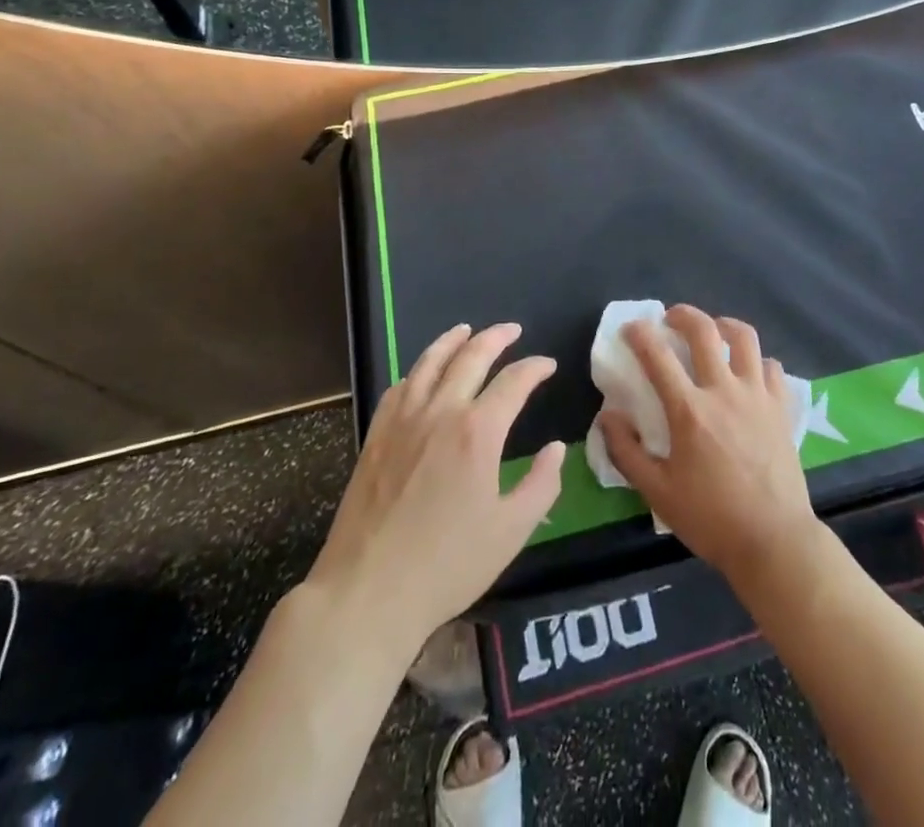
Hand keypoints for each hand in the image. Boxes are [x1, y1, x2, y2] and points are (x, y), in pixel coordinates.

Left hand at [306, 323, 563, 656]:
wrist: (367, 592)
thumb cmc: (447, 566)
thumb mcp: (511, 532)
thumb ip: (541, 484)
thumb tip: (556, 449)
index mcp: (478, 432)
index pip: (514, 381)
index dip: (535, 368)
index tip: (548, 365)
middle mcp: (441, 412)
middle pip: (471, 357)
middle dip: (496, 337)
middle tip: (512, 330)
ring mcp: (403, 420)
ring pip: (430, 362)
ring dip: (452, 340)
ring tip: (466, 330)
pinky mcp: (376, 436)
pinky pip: (400, 387)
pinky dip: (418, 370)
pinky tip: (422, 372)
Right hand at [597, 306, 818, 587]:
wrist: (774, 541)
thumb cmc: (711, 519)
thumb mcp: (657, 492)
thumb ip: (627, 451)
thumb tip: (608, 416)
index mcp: (689, 410)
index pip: (657, 356)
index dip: (639, 334)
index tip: (630, 328)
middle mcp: (724, 391)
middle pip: (704, 330)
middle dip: (683, 315)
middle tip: (670, 319)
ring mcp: (757, 395)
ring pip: (744, 337)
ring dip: (724, 325)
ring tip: (713, 332)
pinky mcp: (781, 407)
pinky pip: (771, 367)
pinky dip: (756, 361)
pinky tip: (748, 372)